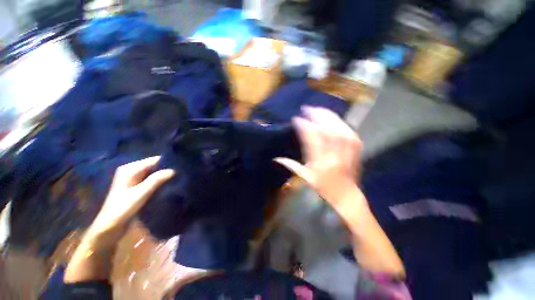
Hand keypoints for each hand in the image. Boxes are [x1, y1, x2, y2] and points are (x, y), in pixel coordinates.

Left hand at [87, 156, 174, 240]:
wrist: (110, 227)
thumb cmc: (122, 209)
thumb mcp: (140, 193)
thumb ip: (156, 180)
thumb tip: (174, 170)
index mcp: (130, 169)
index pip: (154, 160)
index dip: (168, 162)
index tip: (182, 167)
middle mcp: (132, 171)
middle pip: (155, 166)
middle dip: (167, 169)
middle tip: (182, 173)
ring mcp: (135, 179)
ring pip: (154, 173)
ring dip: (165, 176)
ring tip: (179, 178)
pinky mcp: (137, 187)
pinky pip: (152, 180)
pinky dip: (161, 181)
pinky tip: (170, 184)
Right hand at [275, 106, 363, 206]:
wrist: (346, 195)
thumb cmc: (324, 188)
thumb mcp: (305, 178)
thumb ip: (291, 165)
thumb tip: (276, 158)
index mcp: (321, 163)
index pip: (312, 139)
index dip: (304, 127)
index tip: (296, 119)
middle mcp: (335, 155)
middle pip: (327, 130)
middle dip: (317, 116)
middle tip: (308, 108)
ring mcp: (348, 151)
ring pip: (339, 128)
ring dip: (328, 116)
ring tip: (319, 110)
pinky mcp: (356, 149)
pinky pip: (349, 131)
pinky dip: (340, 122)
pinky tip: (333, 118)